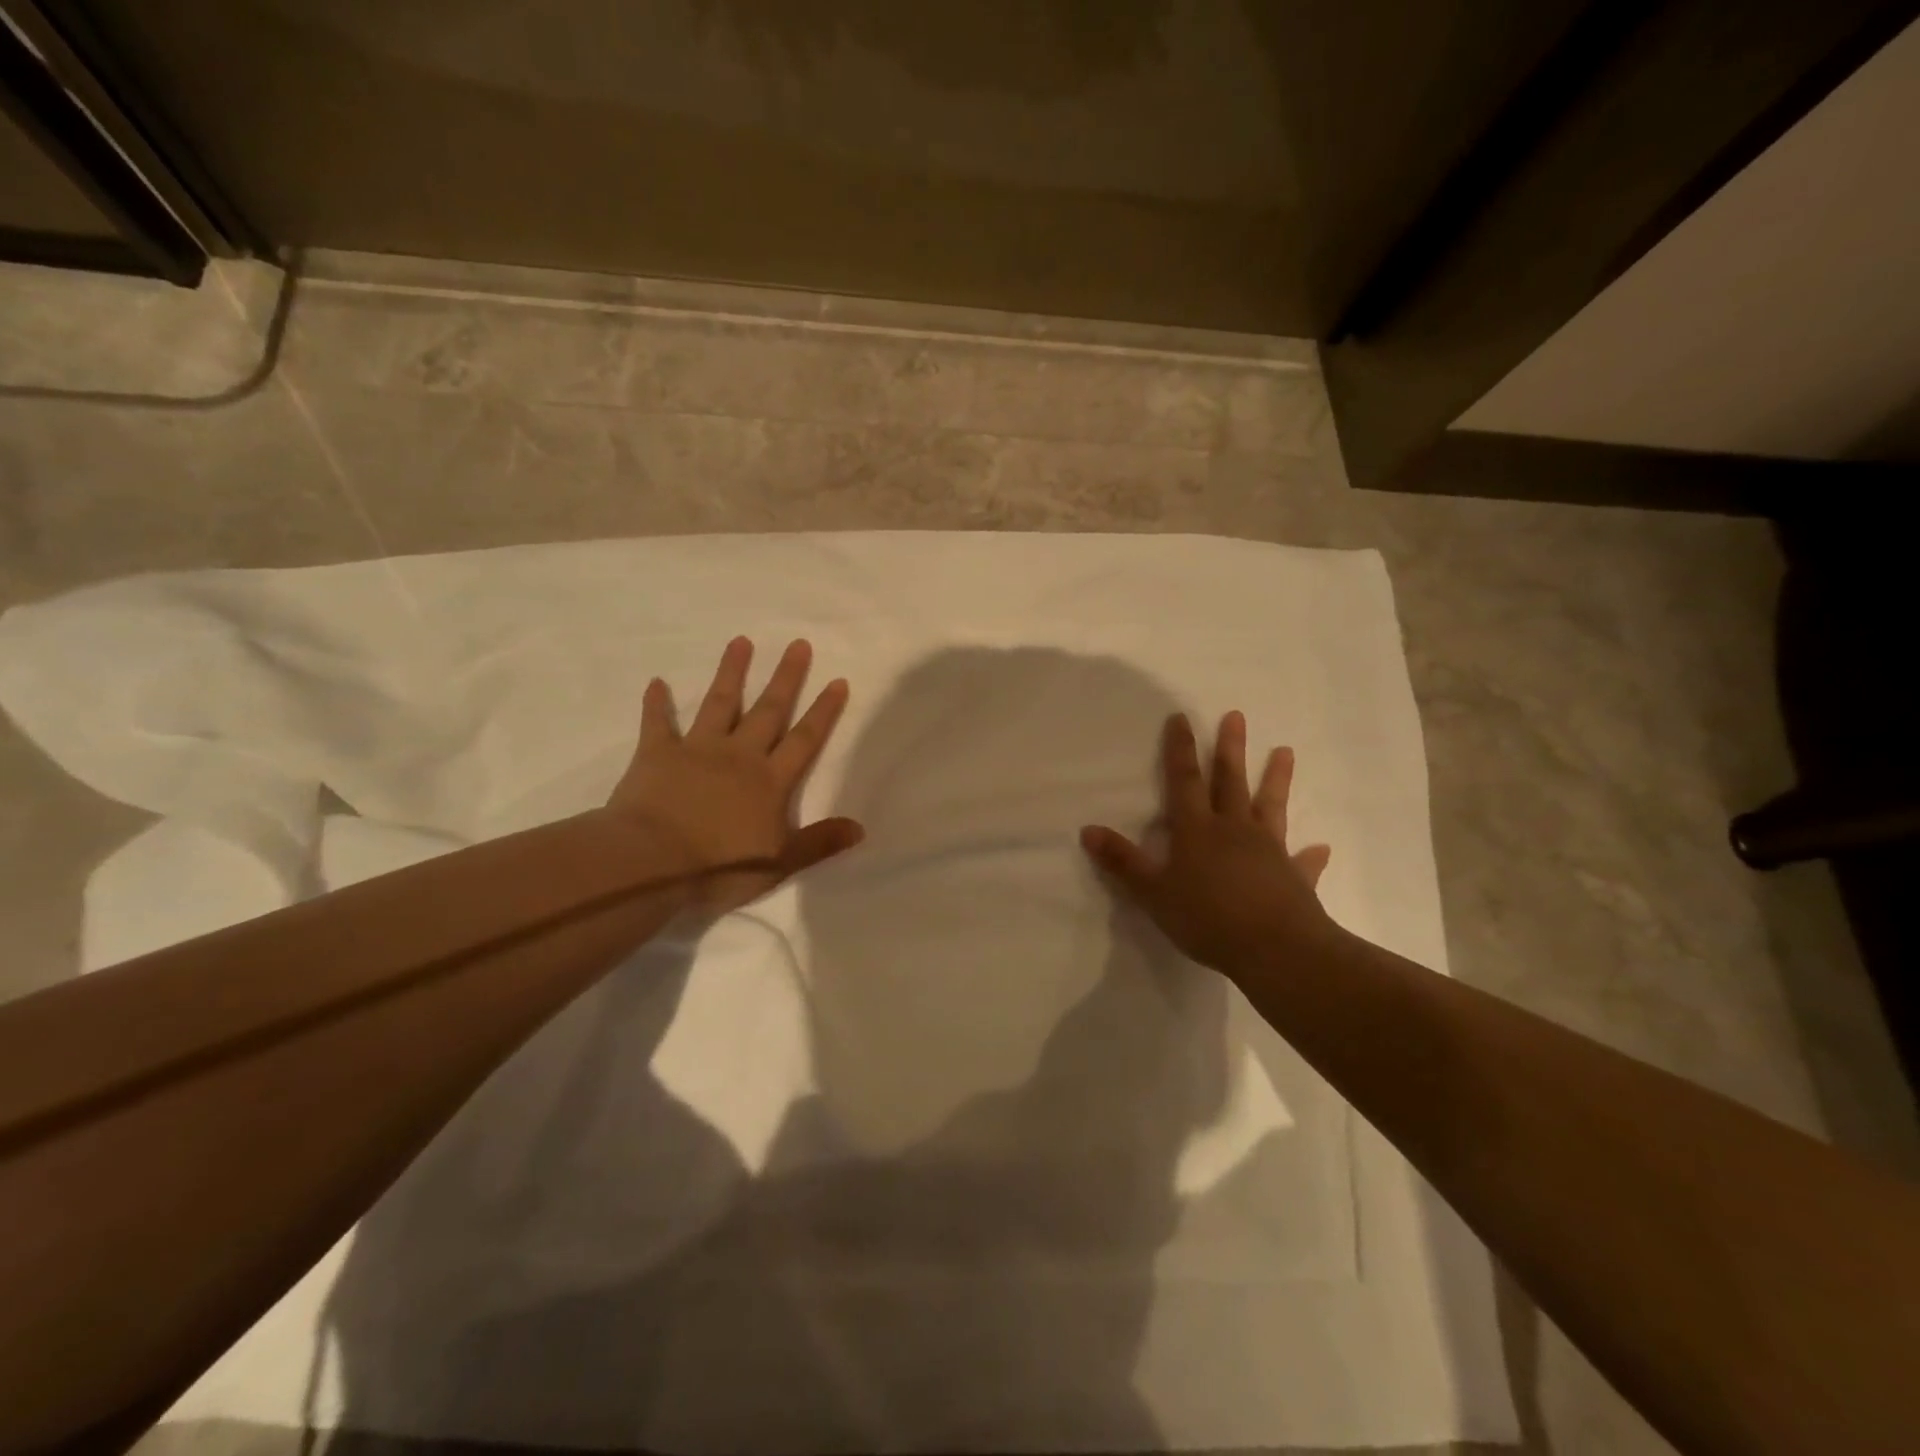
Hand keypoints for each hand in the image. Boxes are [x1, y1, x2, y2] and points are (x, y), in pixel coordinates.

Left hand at [608, 637, 862, 914]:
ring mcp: (697, 750)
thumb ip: (820, 843)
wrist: (651, 863)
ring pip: (720, 705)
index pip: (804, 740)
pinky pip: (658, 724)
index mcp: (770, 781)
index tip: (837, 681)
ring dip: (731, 673)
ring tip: (741, 641)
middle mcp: (739, 756)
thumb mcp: (780, 863)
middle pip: (768, 711)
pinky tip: (657, 682)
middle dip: (786, 678)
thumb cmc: (719, 867)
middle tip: (797, 644)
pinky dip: (657, 704)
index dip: (823, 712)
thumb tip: (861, 828)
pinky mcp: (656, 755)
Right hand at [1081, 711, 1335, 980]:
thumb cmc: (1208, 918)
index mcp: (1198, 830)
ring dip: (1277, 779)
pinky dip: (1311, 855)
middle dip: (1230, 748)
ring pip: (1271, 807)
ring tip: (1286, 751)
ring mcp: (1269, 851)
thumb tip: (1087, 830)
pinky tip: (1321, 848)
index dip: (1180, 749)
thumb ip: (1122, 861)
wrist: (1276, 949)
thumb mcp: (1153, 892)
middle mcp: (1235, 830)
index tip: (1181, 717)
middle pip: (1230, 781)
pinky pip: (1303, 861)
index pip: (1184, 780)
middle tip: (1236, 716)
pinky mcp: (1295, 878)